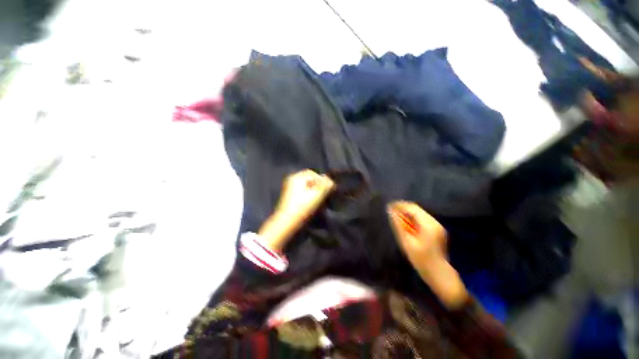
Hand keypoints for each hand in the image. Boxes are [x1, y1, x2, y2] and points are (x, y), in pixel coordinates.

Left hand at [259, 170, 334, 251]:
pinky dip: (308, 194)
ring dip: (314, 190)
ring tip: (319, 198)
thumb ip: (325, 185)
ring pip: (306, 186)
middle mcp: (292, 180)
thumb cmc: (302, 206)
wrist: (287, 222)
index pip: (313, 173)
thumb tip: (330, 181)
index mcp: (296, 177)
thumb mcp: (317, 194)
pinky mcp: (290, 196)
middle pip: (309, 179)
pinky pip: (302, 191)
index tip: (328, 188)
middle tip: (325, 193)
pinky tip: (312, 201)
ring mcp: (289, 188)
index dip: (322, 180)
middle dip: (318, 185)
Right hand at [388, 201, 446, 262]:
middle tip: (391, 211)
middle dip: (403, 208)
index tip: (388, 206)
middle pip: (416, 208)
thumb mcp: (407, 242)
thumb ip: (398, 225)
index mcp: (428, 225)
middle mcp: (434, 222)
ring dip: (407, 212)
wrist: (439, 273)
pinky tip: (406, 223)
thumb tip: (390, 212)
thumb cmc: (421, 259)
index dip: (399, 205)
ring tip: (396, 217)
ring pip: (419, 212)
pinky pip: (422, 218)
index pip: (412, 208)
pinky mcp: (436, 229)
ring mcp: (437, 225)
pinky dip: (413, 218)